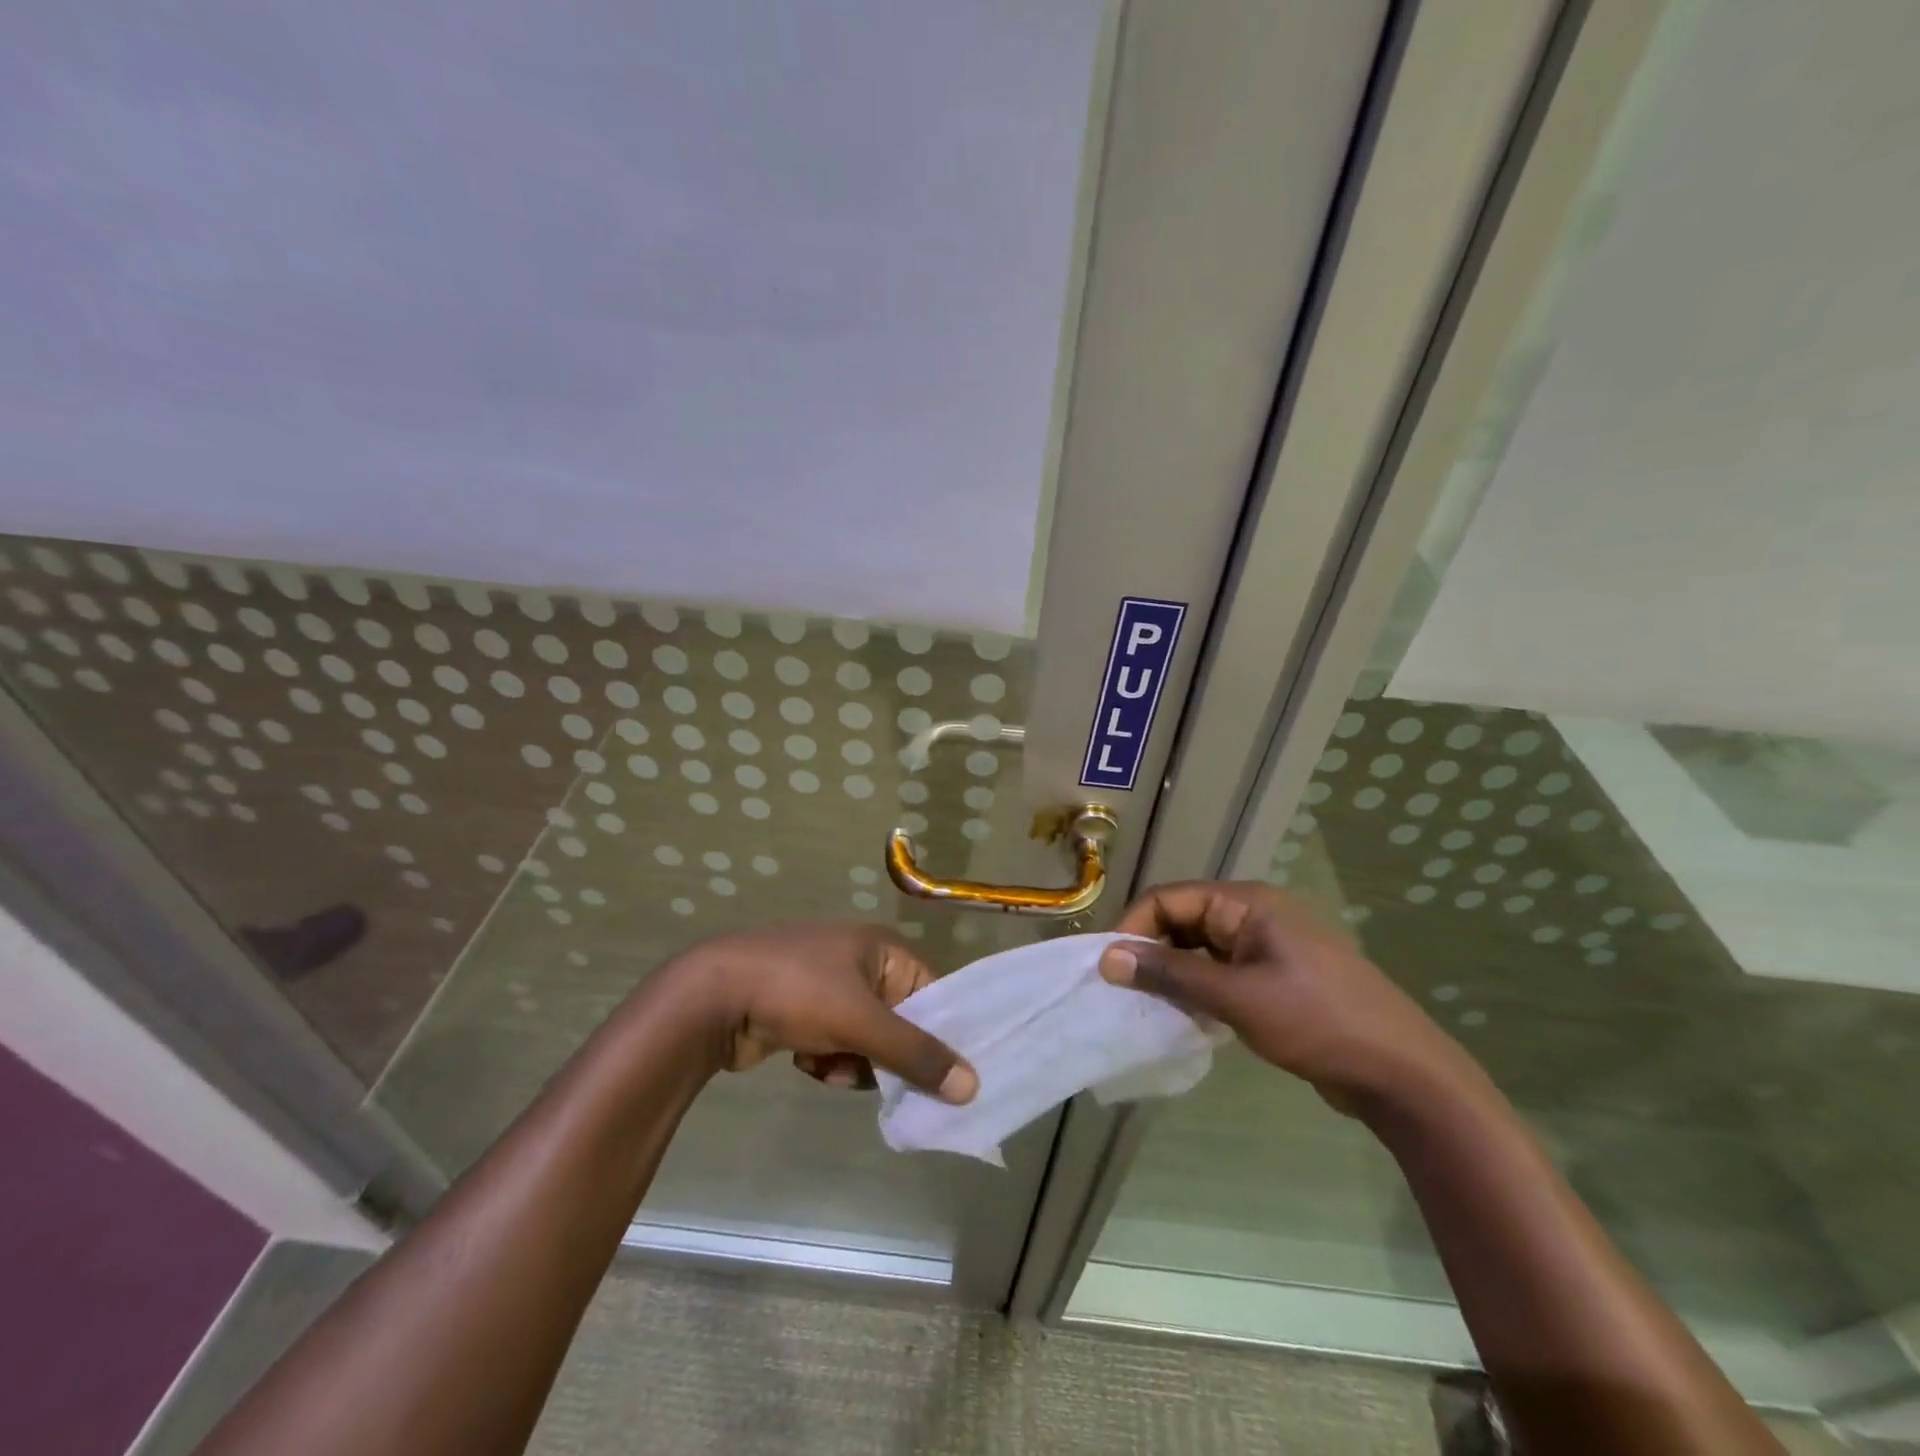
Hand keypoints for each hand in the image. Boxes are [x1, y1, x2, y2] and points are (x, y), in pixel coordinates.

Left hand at [674, 922, 977, 1104]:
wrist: (712, 997)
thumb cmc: (797, 993)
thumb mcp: (862, 1023)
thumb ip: (916, 1055)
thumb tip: (973, 1086)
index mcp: (883, 948)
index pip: (933, 993)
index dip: (942, 1034)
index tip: (949, 1078)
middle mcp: (862, 961)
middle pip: (901, 1021)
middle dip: (888, 1055)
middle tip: (882, 1081)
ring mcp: (829, 986)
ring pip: (868, 1040)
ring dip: (855, 1062)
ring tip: (832, 1069)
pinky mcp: (803, 1011)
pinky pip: (837, 1044)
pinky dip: (829, 1060)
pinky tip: (808, 1063)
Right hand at [1098, 881, 1473, 1115]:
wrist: (1401, 1072)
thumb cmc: (1317, 1022)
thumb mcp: (1236, 998)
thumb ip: (1170, 975)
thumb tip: (1107, 958)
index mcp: (1246, 903)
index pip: (1169, 898)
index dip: (1134, 928)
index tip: (1108, 968)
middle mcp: (1254, 914)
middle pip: (1183, 919)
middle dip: (1151, 950)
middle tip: (1125, 991)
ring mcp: (1267, 945)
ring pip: (1200, 947)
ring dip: (1173, 972)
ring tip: (1149, 1005)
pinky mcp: (1275, 975)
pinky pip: (1220, 970)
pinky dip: (1198, 987)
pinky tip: (1186, 1015)